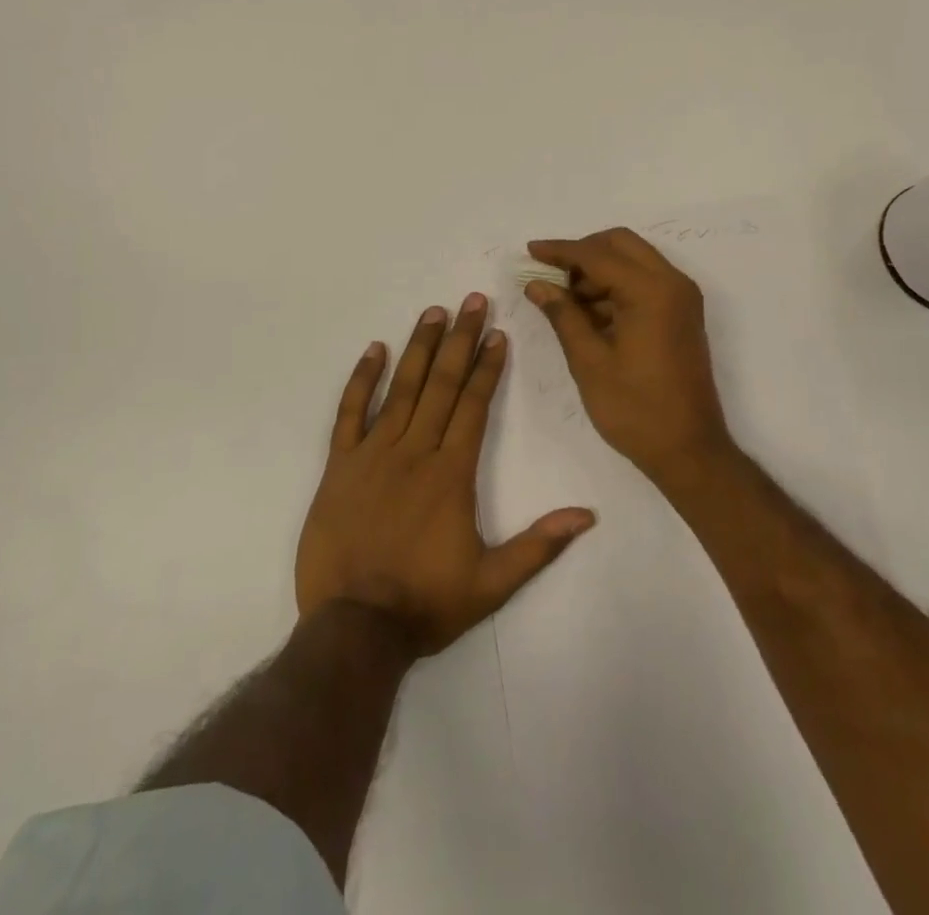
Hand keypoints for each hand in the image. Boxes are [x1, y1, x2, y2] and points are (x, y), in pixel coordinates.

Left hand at [295, 293, 596, 656]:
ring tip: (433, 312)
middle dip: (459, 339)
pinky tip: (375, 350)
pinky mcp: (340, 465)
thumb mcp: (492, 583)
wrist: (354, 627)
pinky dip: (362, 379)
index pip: (473, 404)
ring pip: (401, 388)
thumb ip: (539, 545)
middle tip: (471, 300)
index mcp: (451, 472)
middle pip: (442, 383)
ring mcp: (373, 454)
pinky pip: (350, 412)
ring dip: (419, 347)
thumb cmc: (426, 603)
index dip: (486, 366)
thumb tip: (587, 515)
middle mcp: (415, 451)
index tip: (496, 333)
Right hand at [523, 229, 733, 483]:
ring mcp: (682, 298)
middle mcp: (673, 283)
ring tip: (565, 302)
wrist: (689, 451)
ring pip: (634, 260)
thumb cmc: (635, 409)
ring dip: (599, 270)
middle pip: (621, 244)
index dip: (560, 251)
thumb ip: (562, 314)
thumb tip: (536, 284)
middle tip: (550, 276)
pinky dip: (616, 287)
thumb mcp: (589, 361)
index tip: (529, 251)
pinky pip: (645, 282)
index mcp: (651, 291)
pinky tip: (589, 314)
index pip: (597, 254)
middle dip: (582, 253)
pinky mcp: (682, 314)